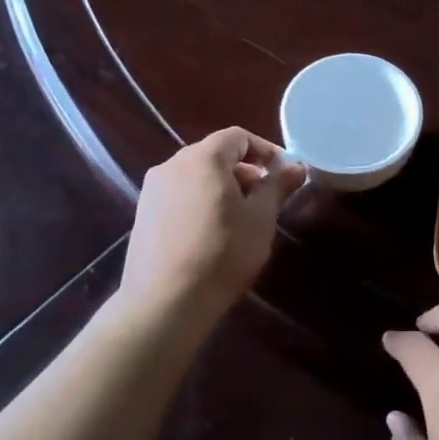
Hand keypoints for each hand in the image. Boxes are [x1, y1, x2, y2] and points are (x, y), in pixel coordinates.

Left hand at [120, 128, 306, 319]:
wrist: (164, 302)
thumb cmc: (222, 253)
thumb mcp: (260, 219)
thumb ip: (277, 186)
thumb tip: (296, 167)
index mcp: (202, 158)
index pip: (237, 137)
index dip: (265, 150)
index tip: (283, 173)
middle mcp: (172, 165)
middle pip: (215, 154)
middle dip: (245, 170)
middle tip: (266, 197)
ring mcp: (152, 190)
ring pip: (195, 176)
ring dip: (222, 187)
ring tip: (241, 218)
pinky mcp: (142, 215)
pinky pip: (179, 195)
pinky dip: (200, 202)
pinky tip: (212, 233)